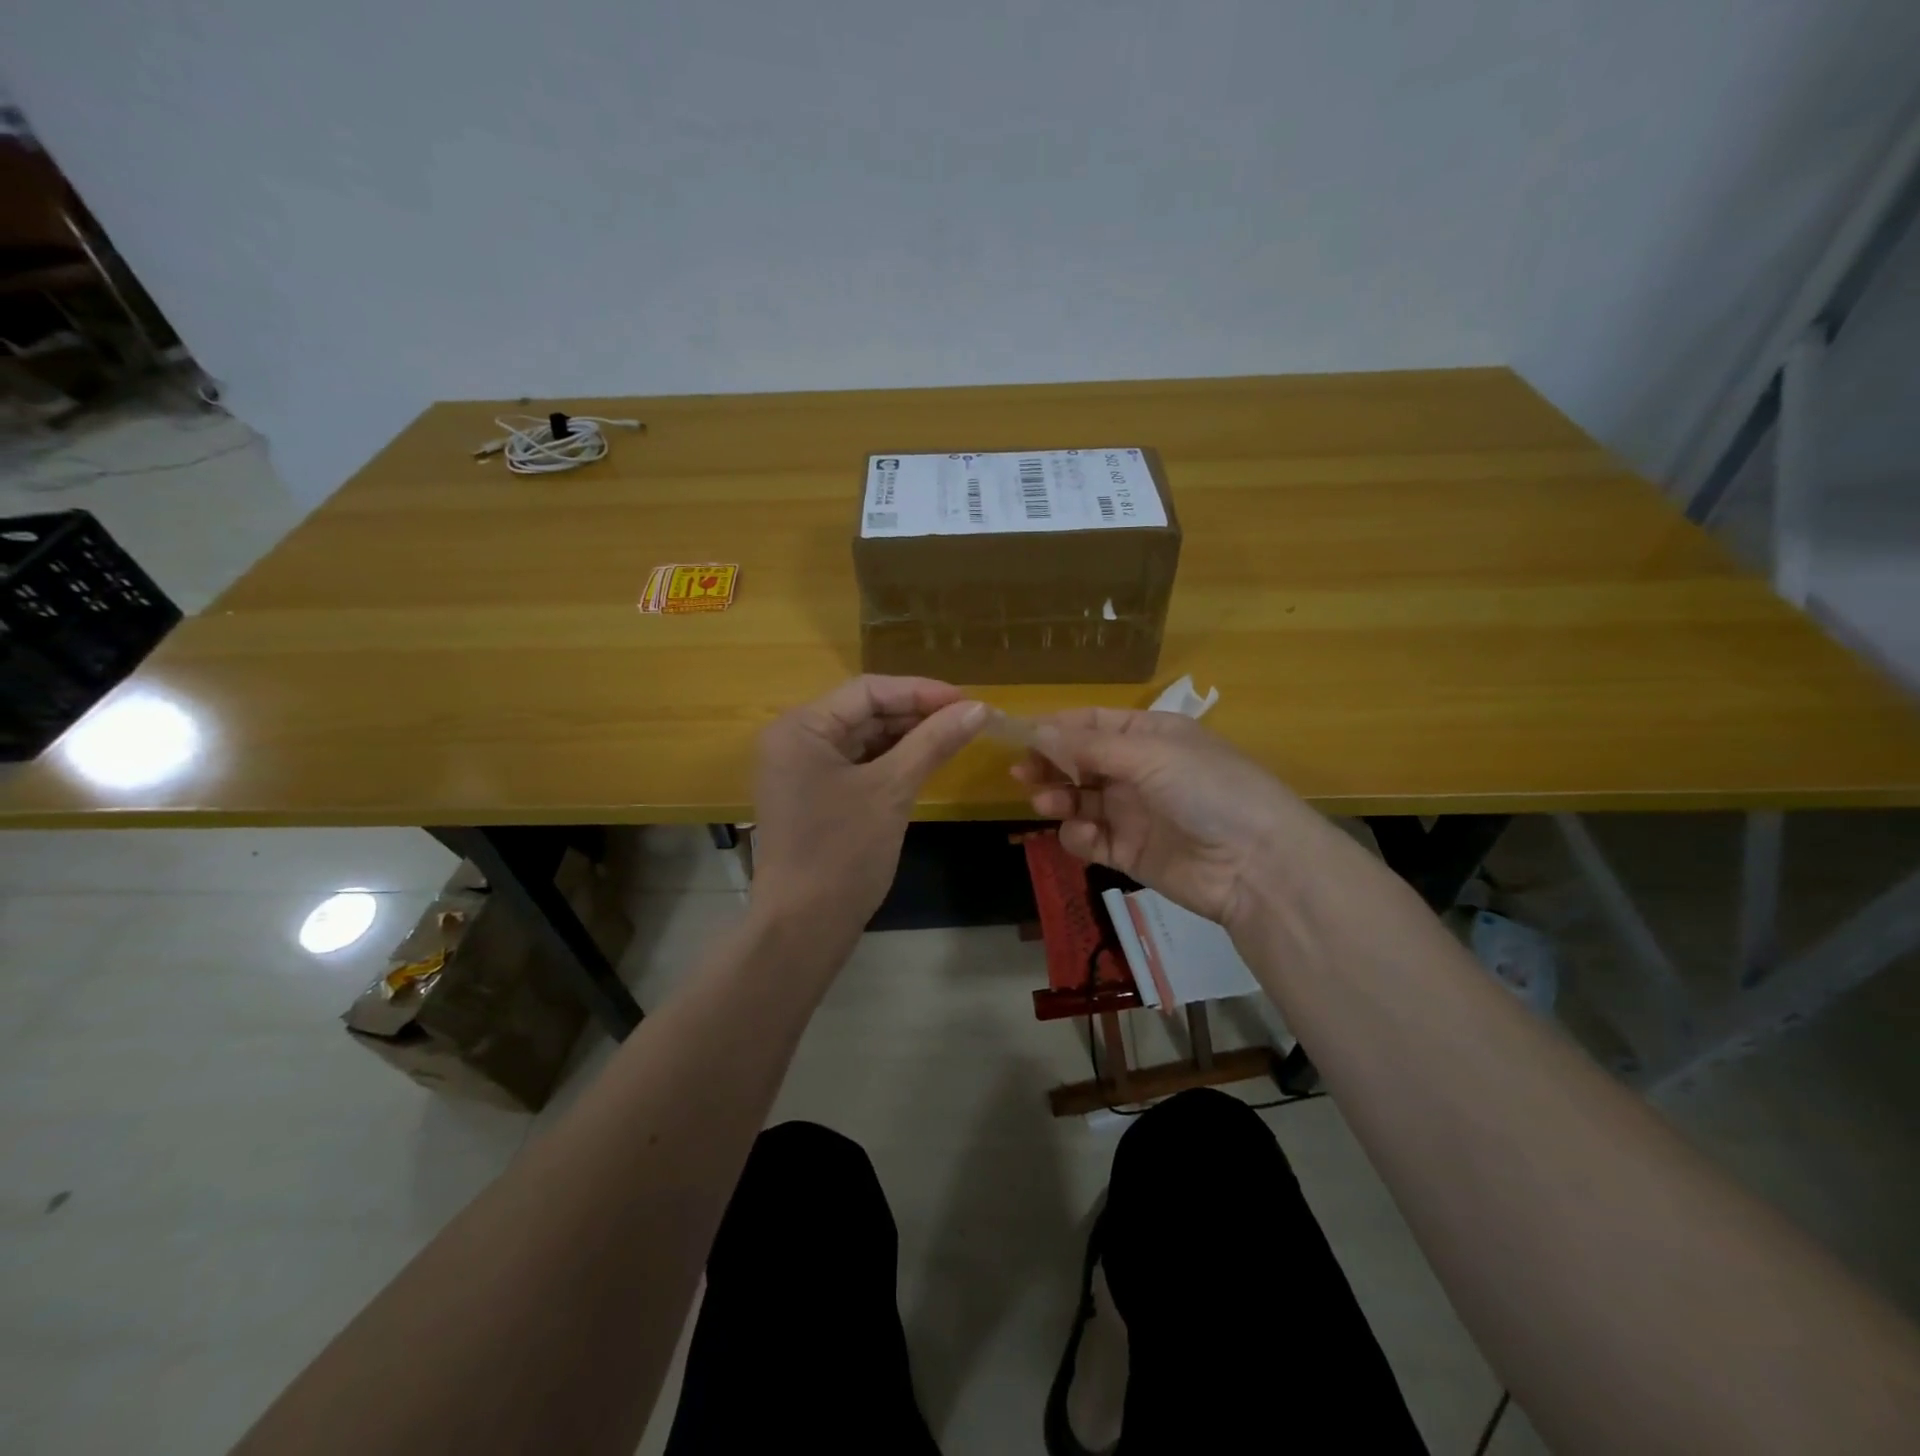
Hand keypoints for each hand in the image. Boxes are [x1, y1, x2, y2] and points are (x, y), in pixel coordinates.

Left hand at [752, 676, 986, 951]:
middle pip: (865, 712)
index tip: (970, 701)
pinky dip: (892, 762)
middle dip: (917, 714)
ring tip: (956, 738)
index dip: (922, 691)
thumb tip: (981, 707)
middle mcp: (795, 740)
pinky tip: (927, 762)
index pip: (868, 690)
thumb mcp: (892, 790)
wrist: (803, 928)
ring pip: (864, 739)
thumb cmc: (843, 853)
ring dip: (908, 738)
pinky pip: (858, 765)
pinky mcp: (815, 796)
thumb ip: (934, 742)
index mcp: (801, 727)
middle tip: (970, 720)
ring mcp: (802, 770)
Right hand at [1012, 708, 1323, 931]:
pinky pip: (1091, 838)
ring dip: (1059, 798)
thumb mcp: (1151, 755)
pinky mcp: (1130, 852)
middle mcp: (1138, 770)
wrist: (1256, 865)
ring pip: (1080, 800)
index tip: (1017, 736)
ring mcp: (1133, 812)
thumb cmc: (1207, 790)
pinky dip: (1079, 835)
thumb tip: (1038, 731)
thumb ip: (1090, 746)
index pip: (1091, 723)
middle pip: (1080, 762)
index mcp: (1149, 735)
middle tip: (1022, 774)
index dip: (1055, 728)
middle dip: (1050, 765)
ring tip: (1047, 803)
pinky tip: (1084, 834)